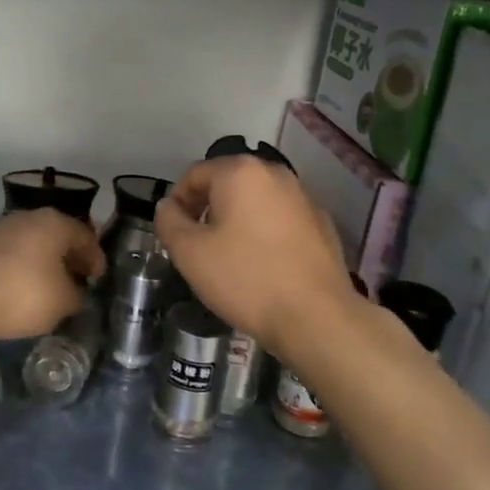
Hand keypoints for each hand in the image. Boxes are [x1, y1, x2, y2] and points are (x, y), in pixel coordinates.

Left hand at [0, 209, 103, 339]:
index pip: (86, 236)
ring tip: (55, 286)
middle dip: (71, 257)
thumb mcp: (64, 301)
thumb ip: (77, 294)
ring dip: (48, 262)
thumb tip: (75, 292)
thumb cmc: (25, 293)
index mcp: (56, 223)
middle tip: (81, 279)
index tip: (99, 277)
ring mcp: (5, 229)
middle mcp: (31, 218)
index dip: (96, 258)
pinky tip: (29, 287)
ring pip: (37, 243)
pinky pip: (17, 254)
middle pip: (60, 235)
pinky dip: (28, 267)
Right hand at [154, 156, 358, 355]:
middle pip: (227, 183)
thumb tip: (168, 206)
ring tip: (229, 257)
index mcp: (240, 172)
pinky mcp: (322, 223)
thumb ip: (169, 222)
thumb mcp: (189, 253)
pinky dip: (265, 232)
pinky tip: (263, 265)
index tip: (174, 233)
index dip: (177, 202)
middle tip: (198, 246)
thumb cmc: (245, 278)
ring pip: (256, 201)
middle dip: (207, 209)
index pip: (195, 175)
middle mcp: (275, 173)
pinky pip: (280, 219)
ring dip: (236, 219)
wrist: (316, 317)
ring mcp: (303, 197)